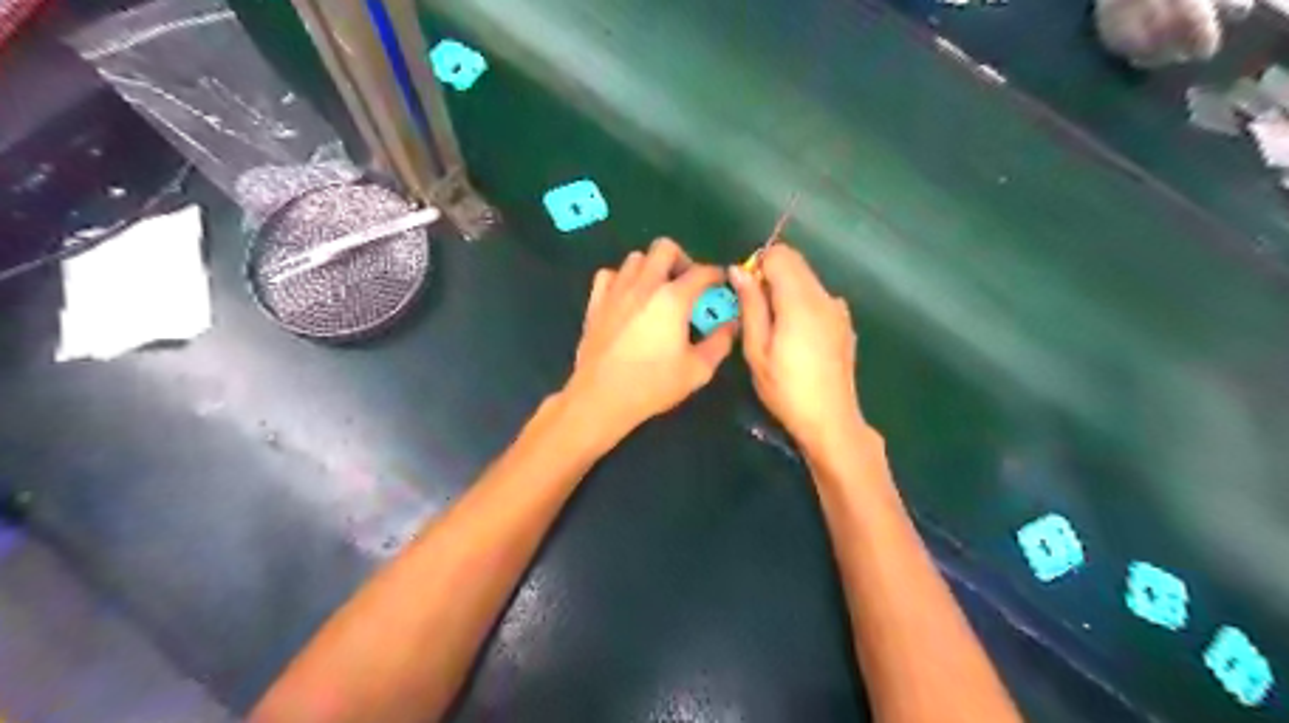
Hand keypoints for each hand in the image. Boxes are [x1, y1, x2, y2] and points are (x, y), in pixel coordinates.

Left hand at [563, 237, 735, 440]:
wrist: (602, 397)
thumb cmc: (653, 385)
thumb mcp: (698, 370)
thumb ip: (720, 342)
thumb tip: (732, 324)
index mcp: (673, 298)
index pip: (701, 272)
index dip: (716, 274)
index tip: (721, 283)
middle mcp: (645, 285)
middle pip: (664, 248)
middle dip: (681, 259)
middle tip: (687, 283)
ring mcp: (616, 291)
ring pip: (636, 258)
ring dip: (651, 267)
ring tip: (658, 290)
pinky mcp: (596, 302)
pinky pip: (609, 275)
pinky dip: (622, 279)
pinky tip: (628, 297)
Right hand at [728, 246, 860, 452]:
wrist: (830, 420)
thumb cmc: (786, 389)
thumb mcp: (757, 350)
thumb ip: (750, 306)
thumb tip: (739, 270)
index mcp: (801, 301)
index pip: (780, 255)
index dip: (758, 266)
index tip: (747, 294)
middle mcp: (824, 297)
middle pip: (795, 263)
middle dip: (771, 276)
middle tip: (756, 314)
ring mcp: (839, 310)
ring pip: (807, 280)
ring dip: (786, 291)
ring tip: (775, 330)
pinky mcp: (845, 323)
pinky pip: (818, 298)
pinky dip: (802, 304)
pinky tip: (797, 339)